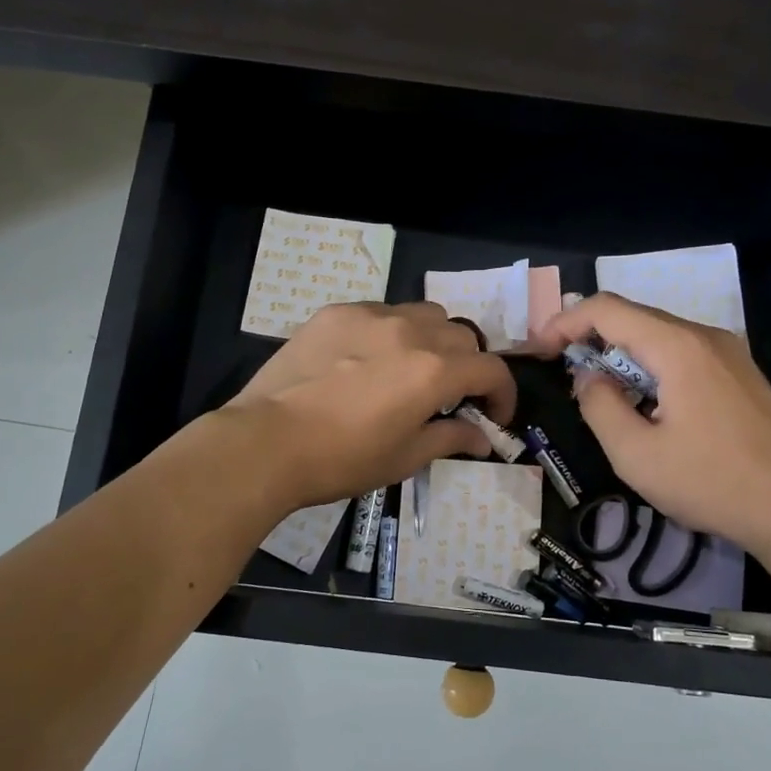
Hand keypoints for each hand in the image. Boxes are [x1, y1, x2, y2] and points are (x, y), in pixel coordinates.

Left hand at [228, 302, 516, 510]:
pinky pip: (381, 312)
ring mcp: (370, 315)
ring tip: (415, 368)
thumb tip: (482, 437)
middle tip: (453, 396)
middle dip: (469, 366)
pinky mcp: (336, 313)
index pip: (492, 369)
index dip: (503, 394)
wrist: (266, 442)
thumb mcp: (404, 458)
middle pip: (462, 336)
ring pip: (424, 314)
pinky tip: (369, 359)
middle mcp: (410, 331)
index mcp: (434, 371)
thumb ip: (450, 438)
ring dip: (434, 339)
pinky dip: (392, 331)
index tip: (494, 416)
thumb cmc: (342, 459)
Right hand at [532, 294, 770, 554]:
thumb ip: (600, 406)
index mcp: (677, 346)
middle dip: (590, 339)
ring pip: (659, 337)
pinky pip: (683, 355)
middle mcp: (704, 336)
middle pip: (634, 318)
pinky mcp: (741, 375)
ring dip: (621, 356)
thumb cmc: (711, 482)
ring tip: (599, 393)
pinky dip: (650, 367)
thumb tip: (588, 378)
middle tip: (562, 373)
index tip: (540, 352)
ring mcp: (729, 354)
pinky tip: (645, 404)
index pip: (607, 309)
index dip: (564, 322)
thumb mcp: (636, 454)